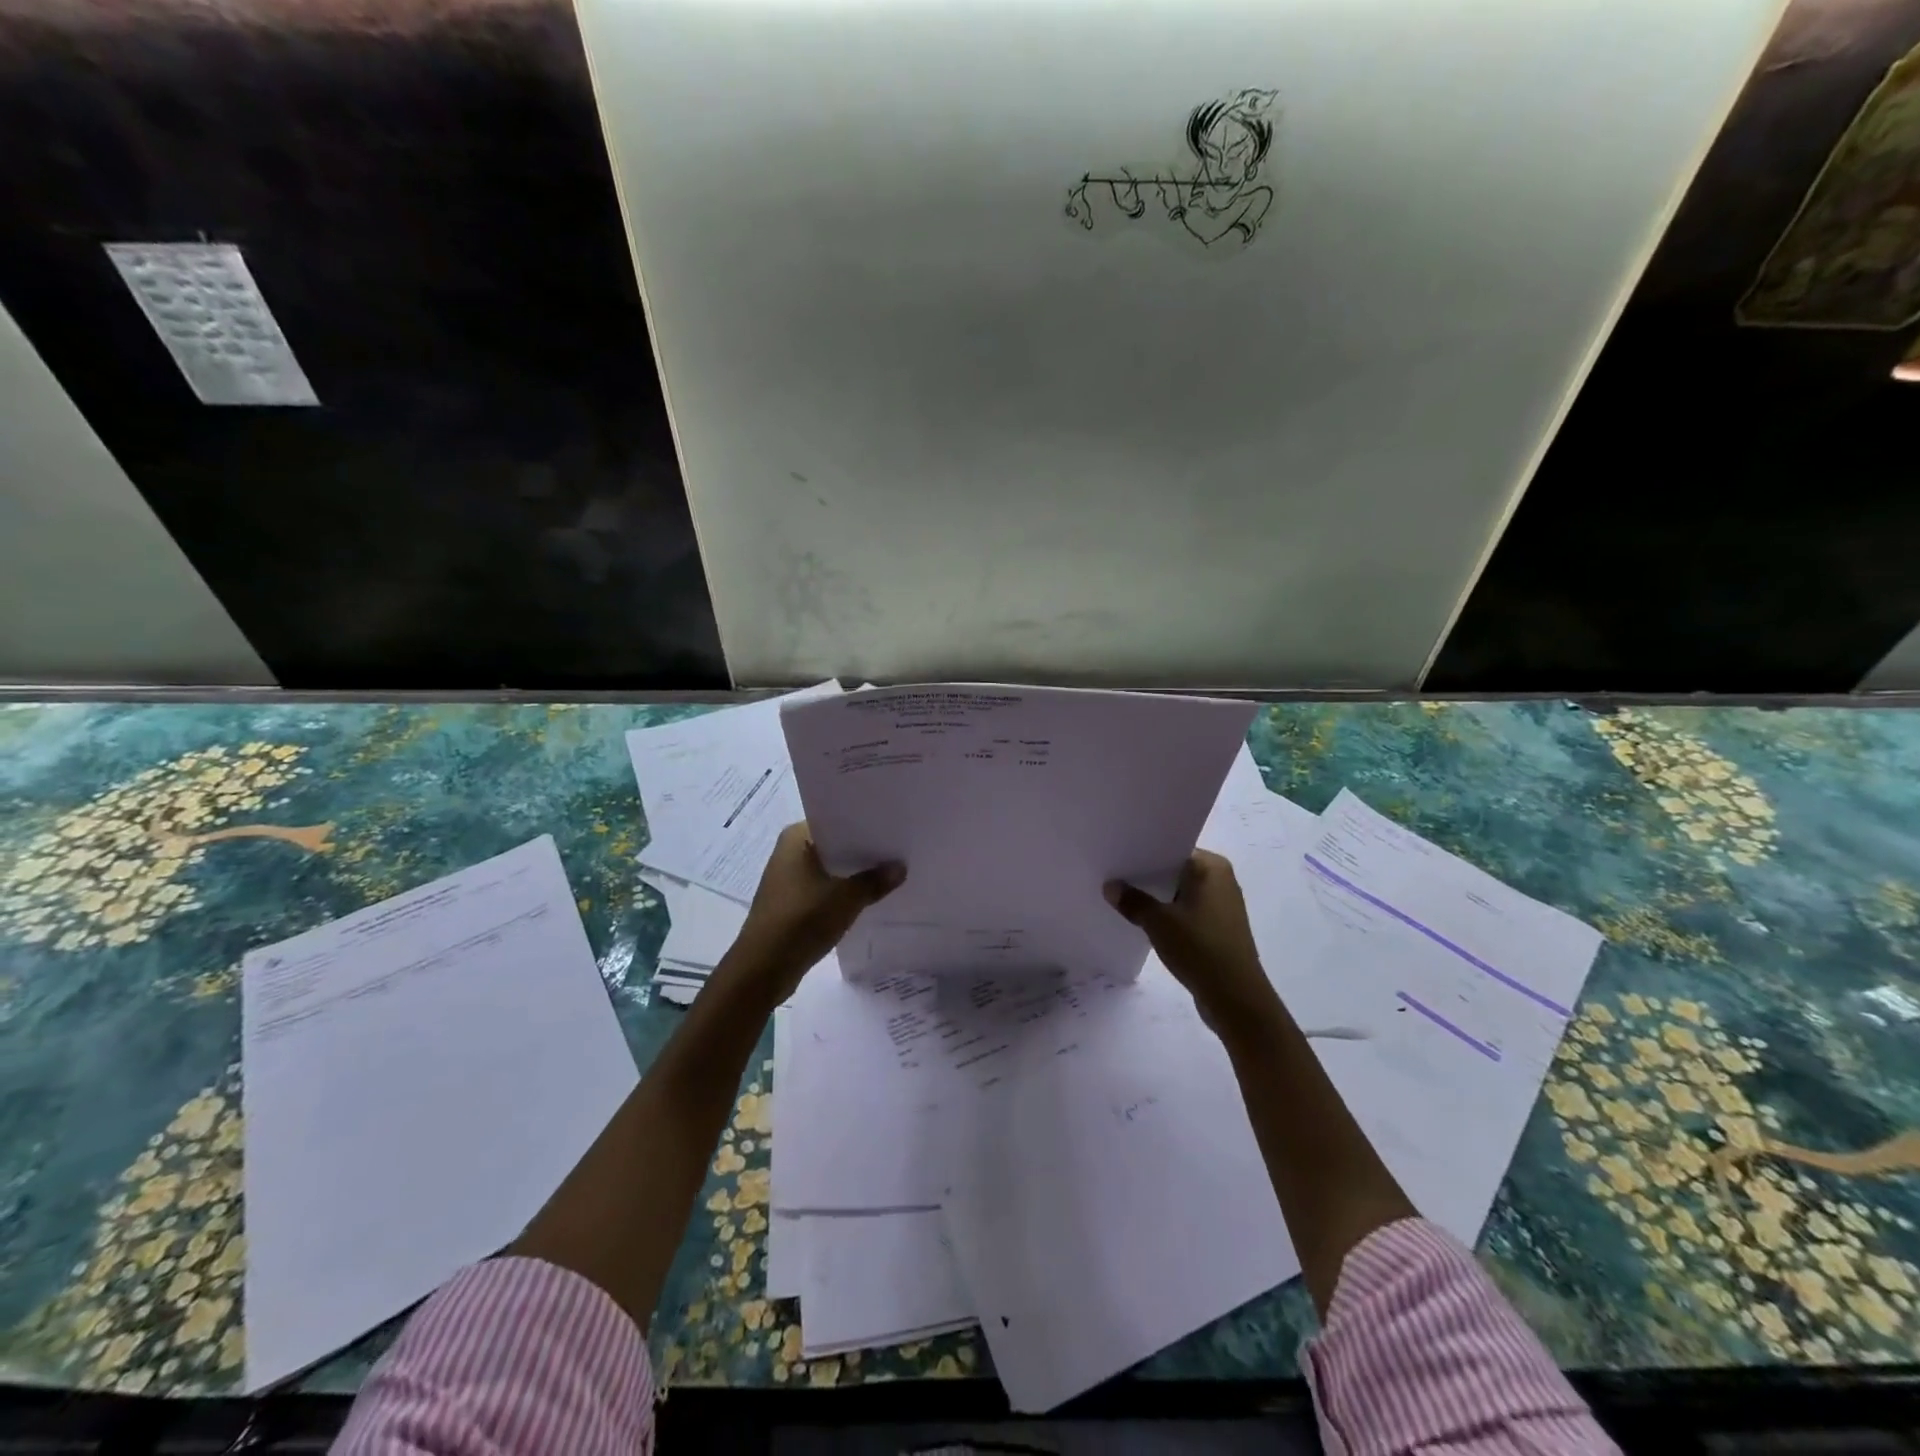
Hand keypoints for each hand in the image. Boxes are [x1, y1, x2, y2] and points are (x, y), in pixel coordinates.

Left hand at [733, 822, 903, 995]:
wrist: (763, 969)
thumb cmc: (802, 920)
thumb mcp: (847, 899)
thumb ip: (875, 880)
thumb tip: (900, 867)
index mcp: (796, 838)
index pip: (836, 821)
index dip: (864, 825)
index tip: (893, 828)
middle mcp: (789, 852)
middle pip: (834, 845)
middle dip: (862, 851)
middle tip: (898, 851)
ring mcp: (787, 879)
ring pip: (829, 869)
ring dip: (853, 874)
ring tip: (889, 873)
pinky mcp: (790, 903)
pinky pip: (823, 889)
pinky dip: (841, 892)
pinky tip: (867, 898)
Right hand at [1105, 851, 1277, 1030]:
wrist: (1235, 998)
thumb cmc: (1200, 948)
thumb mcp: (1158, 922)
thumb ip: (1132, 900)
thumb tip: (1110, 886)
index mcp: (1212, 867)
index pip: (1172, 849)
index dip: (1143, 853)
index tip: (1116, 855)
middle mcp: (1221, 880)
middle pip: (1175, 871)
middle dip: (1146, 876)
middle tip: (1111, 875)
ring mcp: (1221, 906)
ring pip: (1179, 893)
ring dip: (1156, 898)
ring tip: (1121, 898)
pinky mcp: (1218, 929)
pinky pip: (1186, 912)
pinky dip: (1167, 915)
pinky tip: (1143, 922)